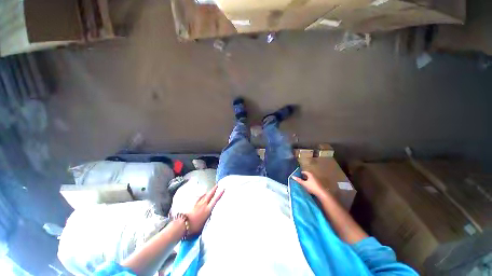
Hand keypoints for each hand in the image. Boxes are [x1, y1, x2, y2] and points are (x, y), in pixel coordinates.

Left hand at [186, 185, 223, 234]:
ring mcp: (198, 204)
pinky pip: (200, 198)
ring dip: (208, 192)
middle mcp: (203, 204)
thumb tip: (211, 213)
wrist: (183, 225)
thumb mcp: (205, 223)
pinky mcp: (193, 205)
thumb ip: (208, 217)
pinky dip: (202, 196)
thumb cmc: (195, 227)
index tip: (223, 189)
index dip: (219, 194)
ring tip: (210, 190)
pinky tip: (202, 196)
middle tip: (217, 185)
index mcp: (207, 209)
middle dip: (214, 189)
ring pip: (204, 196)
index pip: (215, 200)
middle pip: (210, 195)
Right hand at [292, 171, 326, 197]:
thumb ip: (298, 180)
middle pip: (307, 175)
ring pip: (310, 178)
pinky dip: (309, 182)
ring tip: (302, 182)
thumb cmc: (312, 187)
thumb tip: (292, 176)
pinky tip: (307, 186)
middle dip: (303, 176)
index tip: (298, 174)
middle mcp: (313, 176)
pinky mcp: (318, 184)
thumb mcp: (304, 184)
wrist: (321, 193)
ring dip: (306, 180)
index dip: (301, 173)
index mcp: (310, 174)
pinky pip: (312, 181)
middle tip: (299, 178)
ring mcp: (316, 180)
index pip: (305, 172)